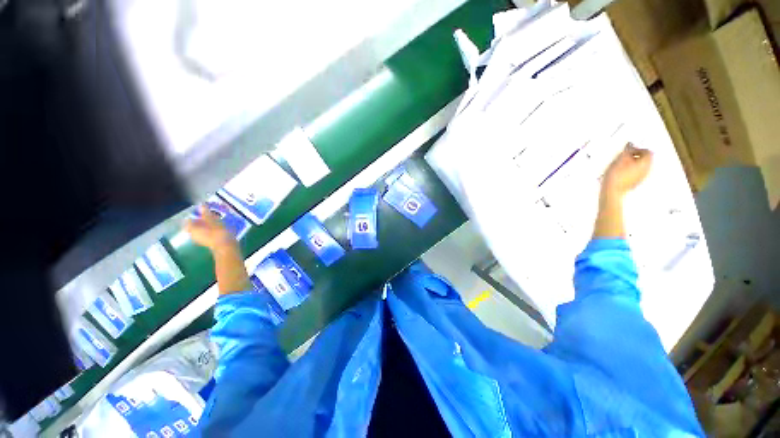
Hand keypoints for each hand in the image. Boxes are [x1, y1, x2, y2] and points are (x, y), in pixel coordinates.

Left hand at [185, 205, 235, 251]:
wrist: (226, 246)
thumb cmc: (217, 232)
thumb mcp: (212, 219)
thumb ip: (206, 212)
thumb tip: (201, 204)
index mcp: (192, 229)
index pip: (189, 220)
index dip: (195, 214)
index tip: (203, 211)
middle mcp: (194, 235)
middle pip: (196, 225)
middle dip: (203, 219)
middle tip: (211, 214)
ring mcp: (202, 239)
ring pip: (203, 229)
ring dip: (209, 224)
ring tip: (218, 219)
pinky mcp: (210, 242)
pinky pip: (209, 233)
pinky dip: (213, 229)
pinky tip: (221, 226)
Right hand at [601, 143, 652, 198]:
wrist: (612, 191)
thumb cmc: (616, 176)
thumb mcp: (620, 159)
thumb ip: (627, 150)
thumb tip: (630, 145)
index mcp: (646, 162)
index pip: (647, 151)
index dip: (638, 148)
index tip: (629, 149)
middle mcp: (647, 170)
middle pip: (645, 159)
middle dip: (635, 156)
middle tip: (625, 156)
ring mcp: (641, 178)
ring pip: (640, 167)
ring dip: (631, 163)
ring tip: (620, 164)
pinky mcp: (635, 183)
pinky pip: (635, 174)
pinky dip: (629, 171)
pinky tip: (620, 172)